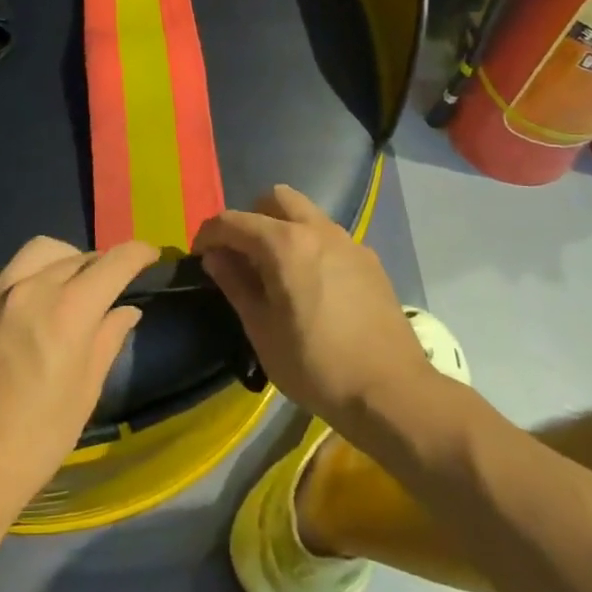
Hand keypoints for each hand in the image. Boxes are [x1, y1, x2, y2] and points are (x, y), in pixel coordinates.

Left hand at [0, 236, 156, 508]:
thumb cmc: (40, 435)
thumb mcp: (86, 389)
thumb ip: (108, 338)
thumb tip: (126, 310)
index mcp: (69, 309)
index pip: (113, 263)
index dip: (137, 253)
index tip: (149, 255)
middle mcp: (32, 287)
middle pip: (76, 255)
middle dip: (99, 264)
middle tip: (107, 284)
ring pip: (38, 251)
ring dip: (61, 260)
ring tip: (65, 284)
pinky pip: (5, 272)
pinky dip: (25, 277)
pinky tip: (26, 303)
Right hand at [195, 184, 432, 433]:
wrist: (392, 392)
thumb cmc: (315, 366)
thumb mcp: (261, 330)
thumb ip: (235, 284)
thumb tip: (215, 256)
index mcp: (284, 243)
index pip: (232, 221)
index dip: (209, 234)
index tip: (200, 256)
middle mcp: (316, 229)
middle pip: (275, 198)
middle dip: (251, 218)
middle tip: (242, 254)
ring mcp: (348, 242)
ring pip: (306, 214)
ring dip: (283, 228)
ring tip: (277, 270)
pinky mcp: (369, 260)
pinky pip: (330, 237)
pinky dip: (311, 245)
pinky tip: (313, 285)